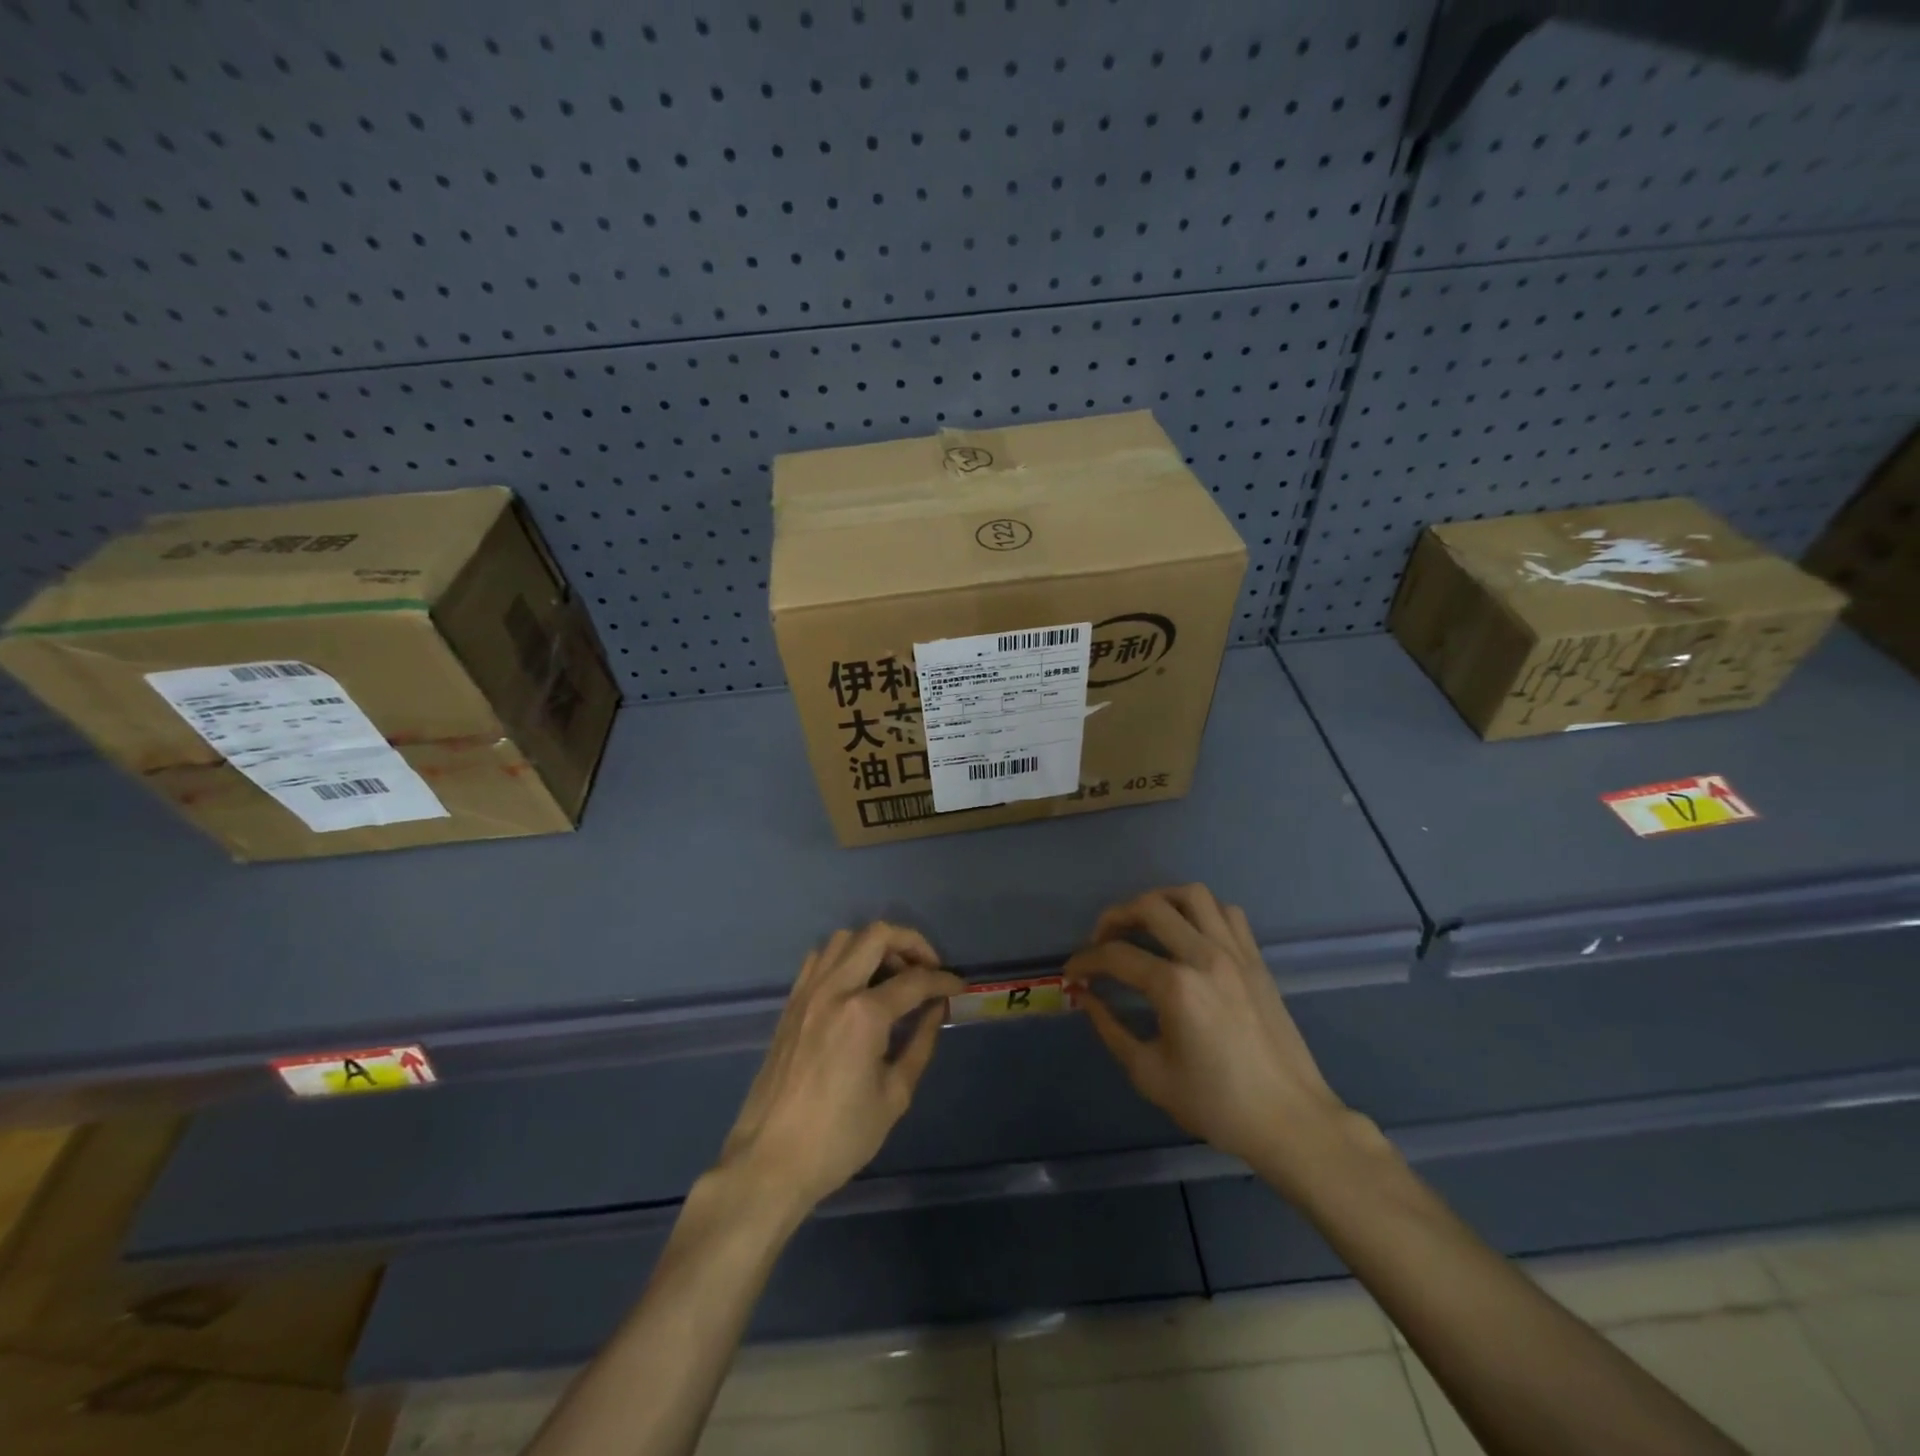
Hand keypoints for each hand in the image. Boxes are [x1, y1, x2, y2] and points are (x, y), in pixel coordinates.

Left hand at [718, 924, 964, 1216]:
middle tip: (928, 968)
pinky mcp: (791, 1003)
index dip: (944, 981)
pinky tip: (857, 984)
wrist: (770, 1161)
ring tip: (893, 974)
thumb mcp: (894, 1095)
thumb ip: (921, 1042)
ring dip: (875, 945)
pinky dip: (845, 956)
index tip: (959, 988)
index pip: (915, 980)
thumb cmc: (839, 1137)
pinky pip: (820, 958)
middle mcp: (834, 989)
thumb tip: (936, 1009)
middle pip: (878, 935)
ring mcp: (807, 992)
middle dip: (912, 943)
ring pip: (845, 938)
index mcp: (864, 1014)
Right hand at [1064, 885, 1356, 1189]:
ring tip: (1143, 924)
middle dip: (1115, 917)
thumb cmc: (1217, 1105)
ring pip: (1192, 895)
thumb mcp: (1149, 1074)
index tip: (1072, 974)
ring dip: (1159, 902)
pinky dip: (1200, 912)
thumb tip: (1086, 997)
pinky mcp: (1256, 959)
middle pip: (1150, 907)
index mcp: (1176, 987)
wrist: (1290, 1121)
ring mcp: (1236, 953)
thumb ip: (1110, 1028)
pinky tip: (1188, 934)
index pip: (1116, 955)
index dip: (1085, 961)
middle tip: (1101, 941)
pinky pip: (1226, 912)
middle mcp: (1205, 956)